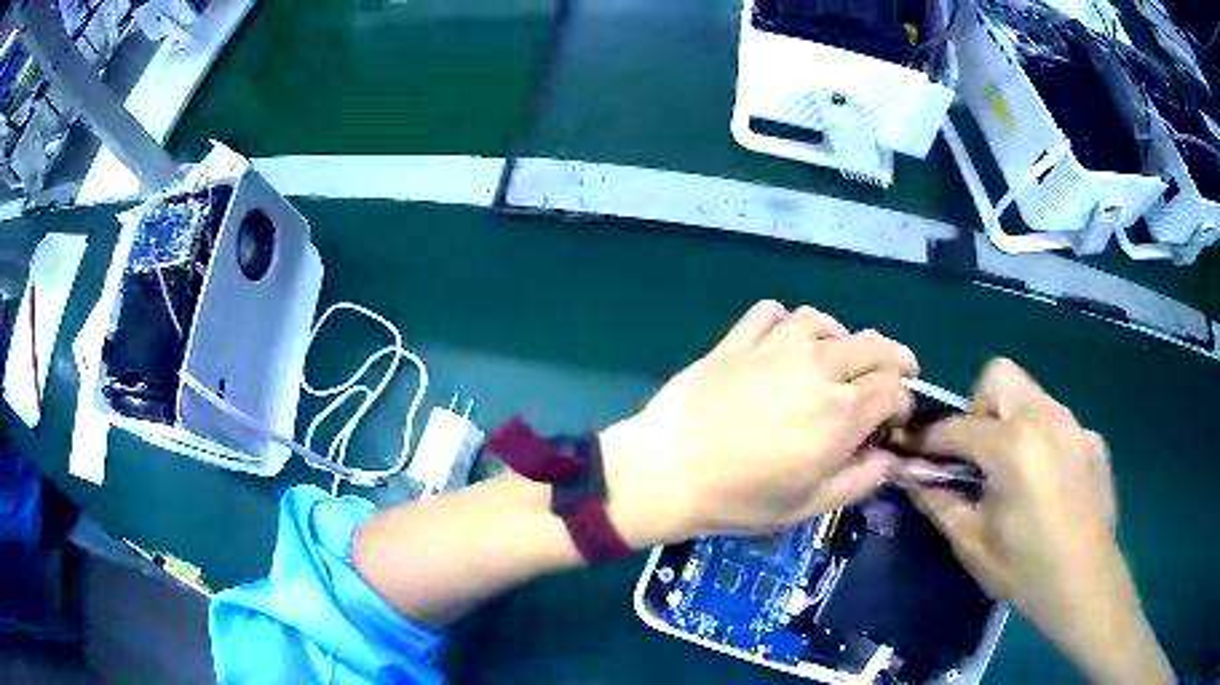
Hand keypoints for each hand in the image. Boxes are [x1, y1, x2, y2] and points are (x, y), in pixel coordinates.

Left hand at [600, 300, 918, 546]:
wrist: (666, 472)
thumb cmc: (739, 499)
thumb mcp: (808, 505)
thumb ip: (860, 479)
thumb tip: (891, 459)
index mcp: (840, 412)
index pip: (893, 387)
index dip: (903, 401)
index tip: (896, 417)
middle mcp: (817, 368)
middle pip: (873, 344)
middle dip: (893, 360)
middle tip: (893, 375)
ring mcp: (776, 346)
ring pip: (825, 322)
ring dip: (841, 338)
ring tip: (837, 358)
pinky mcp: (739, 339)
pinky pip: (774, 312)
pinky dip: (789, 323)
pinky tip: (784, 344)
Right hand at [899, 359, 1171, 684]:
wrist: (1085, 585)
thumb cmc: (1024, 569)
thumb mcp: (971, 542)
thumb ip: (937, 500)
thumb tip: (908, 474)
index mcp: (1012, 444)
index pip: (956, 425)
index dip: (927, 439)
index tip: (912, 452)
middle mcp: (1046, 417)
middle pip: (999, 377)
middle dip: (978, 409)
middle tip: (978, 458)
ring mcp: (1075, 425)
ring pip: (1031, 396)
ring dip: (1011, 422)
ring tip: (1013, 473)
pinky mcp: (1093, 440)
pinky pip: (1059, 423)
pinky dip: (1043, 441)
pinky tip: (1049, 486)